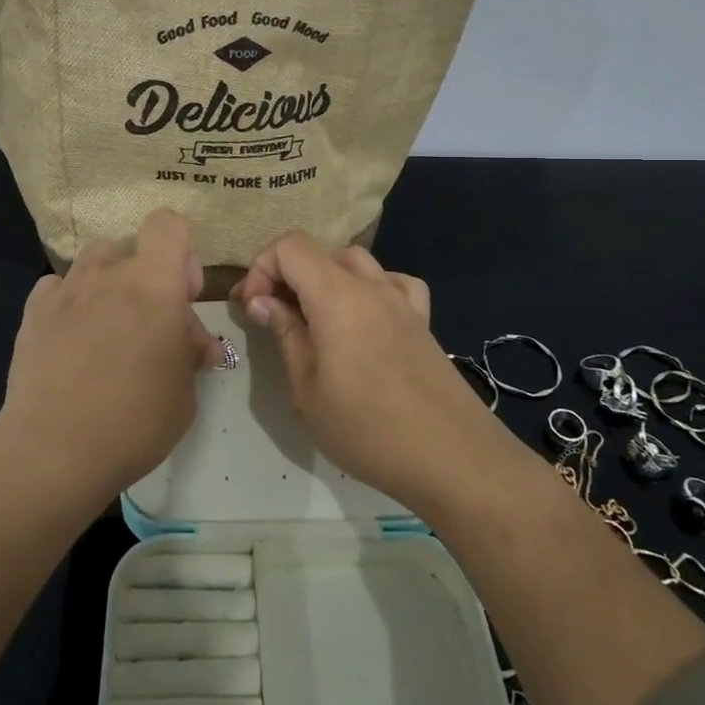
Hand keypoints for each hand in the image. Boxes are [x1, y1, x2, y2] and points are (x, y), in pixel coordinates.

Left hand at [0, 209, 225, 505]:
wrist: (54, 450)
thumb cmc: (135, 421)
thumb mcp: (185, 393)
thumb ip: (190, 353)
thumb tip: (195, 344)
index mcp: (154, 284)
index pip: (168, 225)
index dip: (180, 251)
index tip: (181, 295)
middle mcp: (109, 273)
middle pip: (131, 248)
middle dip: (146, 278)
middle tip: (149, 328)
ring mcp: (66, 290)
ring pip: (93, 261)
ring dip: (106, 282)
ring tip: (107, 325)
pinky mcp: (32, 311)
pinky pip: (57, 287)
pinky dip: (69, 302)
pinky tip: (70, 337)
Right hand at [232, 233, 499, 510]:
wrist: (452, 457)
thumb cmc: (367, 428)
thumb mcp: (307, 389)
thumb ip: (285, 334)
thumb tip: (262, 301)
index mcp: (337, 295)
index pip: (290, 246)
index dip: (261, 269)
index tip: (252, 309)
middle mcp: (371, 285)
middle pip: (320, 252)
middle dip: (287, 275)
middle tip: (272, 316)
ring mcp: (402, 300)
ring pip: (356, 261)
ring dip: (325, 279)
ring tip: (313, 318)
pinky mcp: (422, 321)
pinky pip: (393, 282)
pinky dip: (370, 287)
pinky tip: (366, 316)